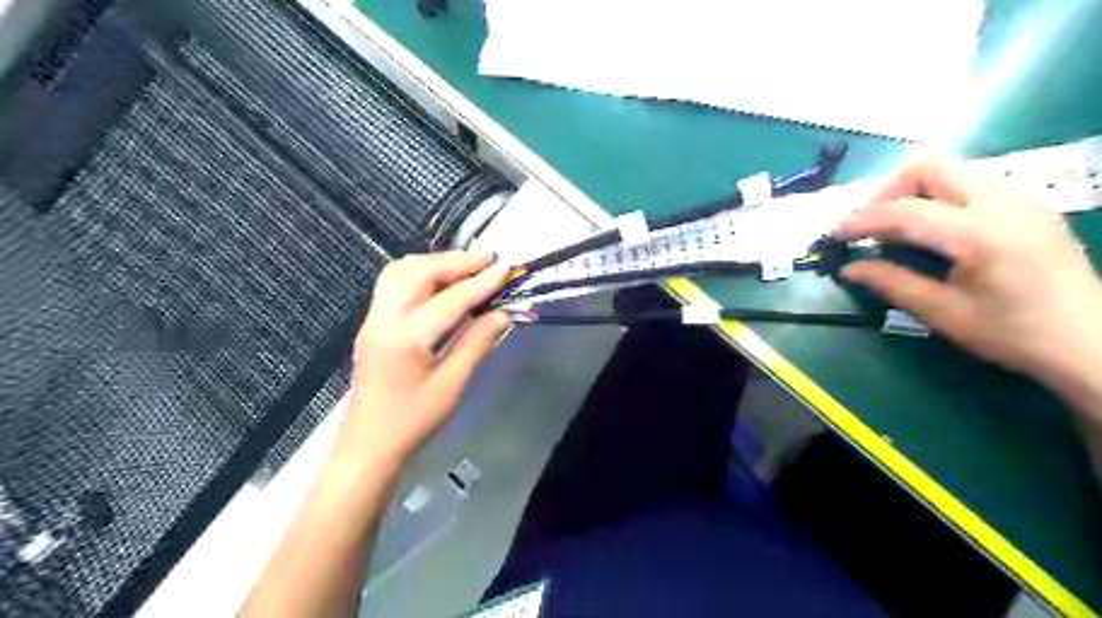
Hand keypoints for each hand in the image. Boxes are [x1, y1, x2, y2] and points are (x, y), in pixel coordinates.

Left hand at [337, 251, 511, 466]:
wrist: (369, 445)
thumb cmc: (414, 421)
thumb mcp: (453, 384)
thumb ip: (478, 342)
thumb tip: (503, 312)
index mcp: (406, 338)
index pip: (450, 299)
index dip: (482, 282)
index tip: (507, 268)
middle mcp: (384, 318)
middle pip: (419, 272)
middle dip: (456, 261)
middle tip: (489, 260)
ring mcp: (373, 318)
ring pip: (401, 271)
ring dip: (435, 262)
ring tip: (467, 266)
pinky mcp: (371, 323)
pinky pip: (393, 283)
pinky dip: (420, 272)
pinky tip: (440, 281)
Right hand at [837, 157, 1100, 383]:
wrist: (1090, 341)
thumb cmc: (1013, 333)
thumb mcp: (943, 313)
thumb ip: (891, 283)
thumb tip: (849, 267)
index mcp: (980, 234)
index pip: (904, 210)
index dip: (861, 220)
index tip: (834, 234)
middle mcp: (1002, 202)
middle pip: (930, 165)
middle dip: (888, 189)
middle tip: (871, 223)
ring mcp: (1020, 198)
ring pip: (951, 168)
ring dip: (913, 190)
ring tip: (896, 225)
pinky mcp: (1028, 204)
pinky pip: (971, 180)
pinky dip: (939, 195)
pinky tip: (933, 228)